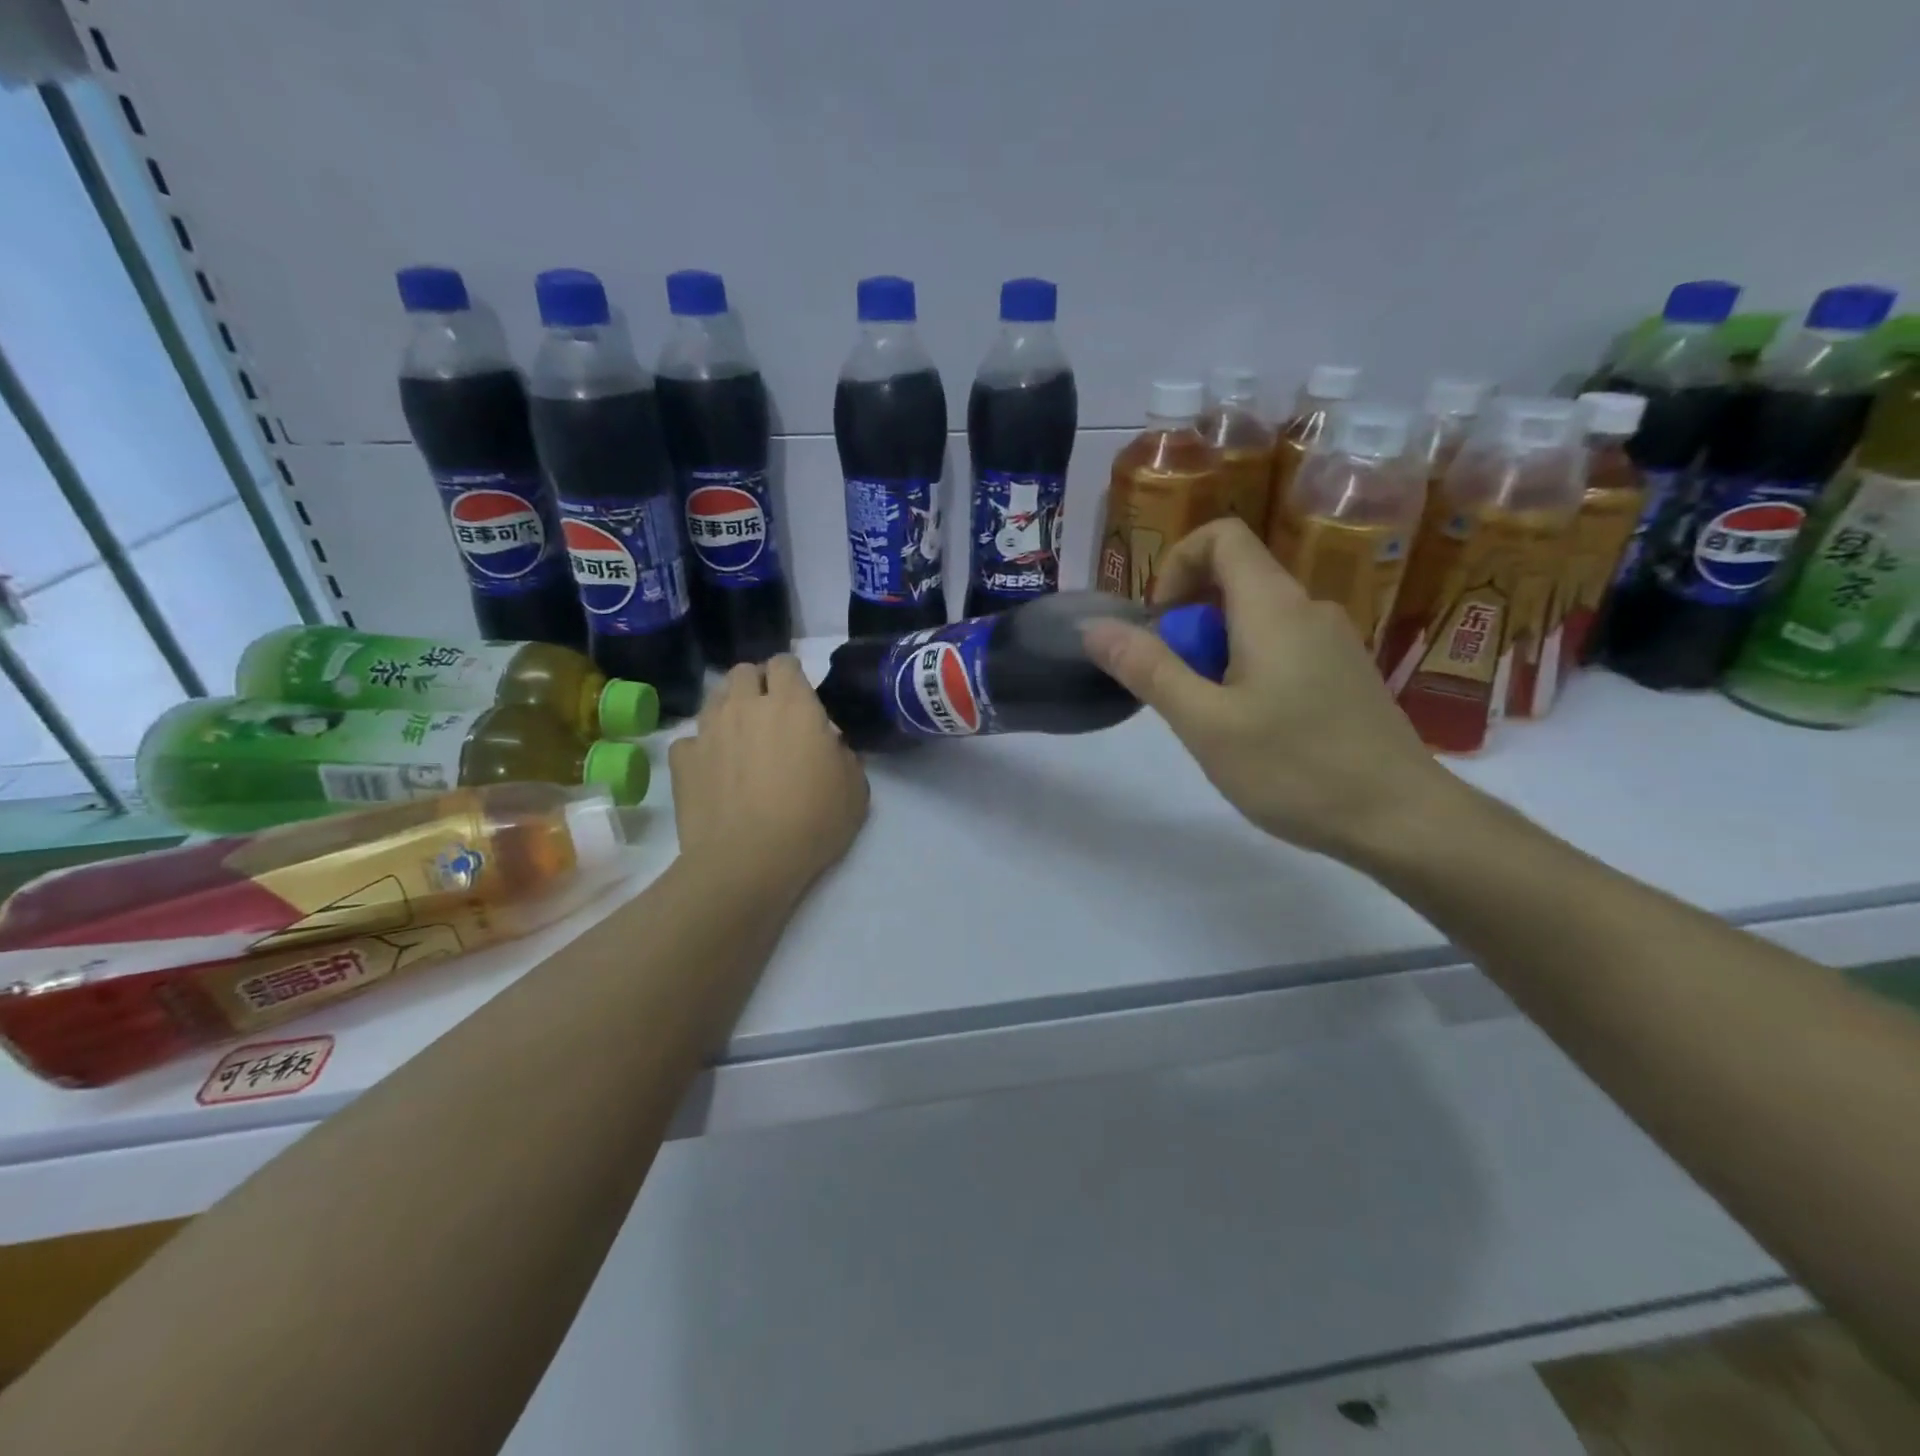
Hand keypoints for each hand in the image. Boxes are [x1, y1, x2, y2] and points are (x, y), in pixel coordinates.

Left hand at [669, 658, 869, 897]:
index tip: (800, 698)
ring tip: (741, 739)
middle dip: (756, 684)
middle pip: (744, 671)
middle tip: (769, 715)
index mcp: (793, 705)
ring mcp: (708, 730)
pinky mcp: (682, 760)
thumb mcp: (855, 789)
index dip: (792, 676)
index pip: (785, 663)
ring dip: (729, 710)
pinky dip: (702, 749)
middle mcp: (746, 706)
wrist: (748, 862)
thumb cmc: (813, 822)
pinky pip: (691, 740)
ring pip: (715, 698)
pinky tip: (714, 771)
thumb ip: (844, 755)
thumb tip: (829, 745)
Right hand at [1081, 518, 1452, 862]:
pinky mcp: (1345, 675)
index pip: (1222, 537)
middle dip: (1189, 626)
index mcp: (1274, 606)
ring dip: (1216, 656)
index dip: (1177, 565)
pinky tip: (1254, 733)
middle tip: (1180, 690)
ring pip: (1255, 623)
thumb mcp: (1205, 722)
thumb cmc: (1296, 768)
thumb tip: (1095, 627)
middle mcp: (1309, 609)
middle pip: (1234, 583)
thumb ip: (1147, 669)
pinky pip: (1282, 650)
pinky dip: (1248, 673)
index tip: (1160, 624)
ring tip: (1215, 722)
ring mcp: (1334, 642)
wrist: (1403, 820)